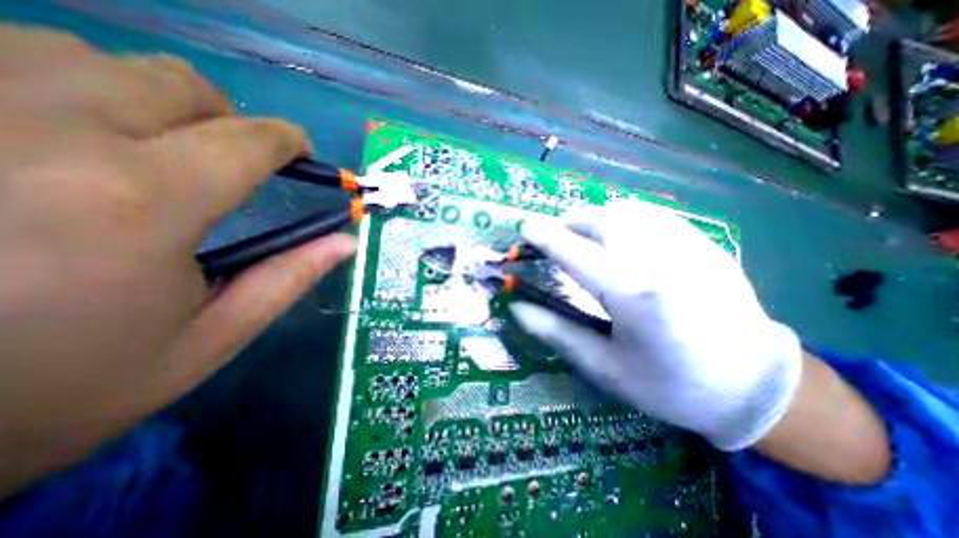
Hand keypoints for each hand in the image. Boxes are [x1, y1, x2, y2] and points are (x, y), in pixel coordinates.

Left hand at [1, 25, 355, 495]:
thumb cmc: (38, 398)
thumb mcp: (201, 343)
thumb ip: (286, 280)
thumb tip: (347, 244)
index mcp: (141, 199)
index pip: (252, 139)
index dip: (291, 147)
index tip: (311, 163)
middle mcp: (50, 127)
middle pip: (181, 82)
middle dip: (227, 119)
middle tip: (239, 163)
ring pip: (93, 53)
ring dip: (152, 99)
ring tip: (162, 154)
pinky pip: (9, 53)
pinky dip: (67, 85)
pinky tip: (67, 137)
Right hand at [513, 202, 803, 448]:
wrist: (755, 388)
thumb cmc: (669, 385)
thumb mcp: (603, 366)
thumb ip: (556, 332)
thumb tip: (517, 308)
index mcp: (633, 293)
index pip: (575, 252)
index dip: (545, 237)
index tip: (525, 227)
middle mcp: (660, 259)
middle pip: (604, 220)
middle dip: (571, 222)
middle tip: (555, 237)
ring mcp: (688, 247)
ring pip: (629, 211)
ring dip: (596, 217)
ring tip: (583, 235)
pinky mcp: (705, 245)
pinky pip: (653, 217)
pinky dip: (624, 218)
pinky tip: (620, 237)